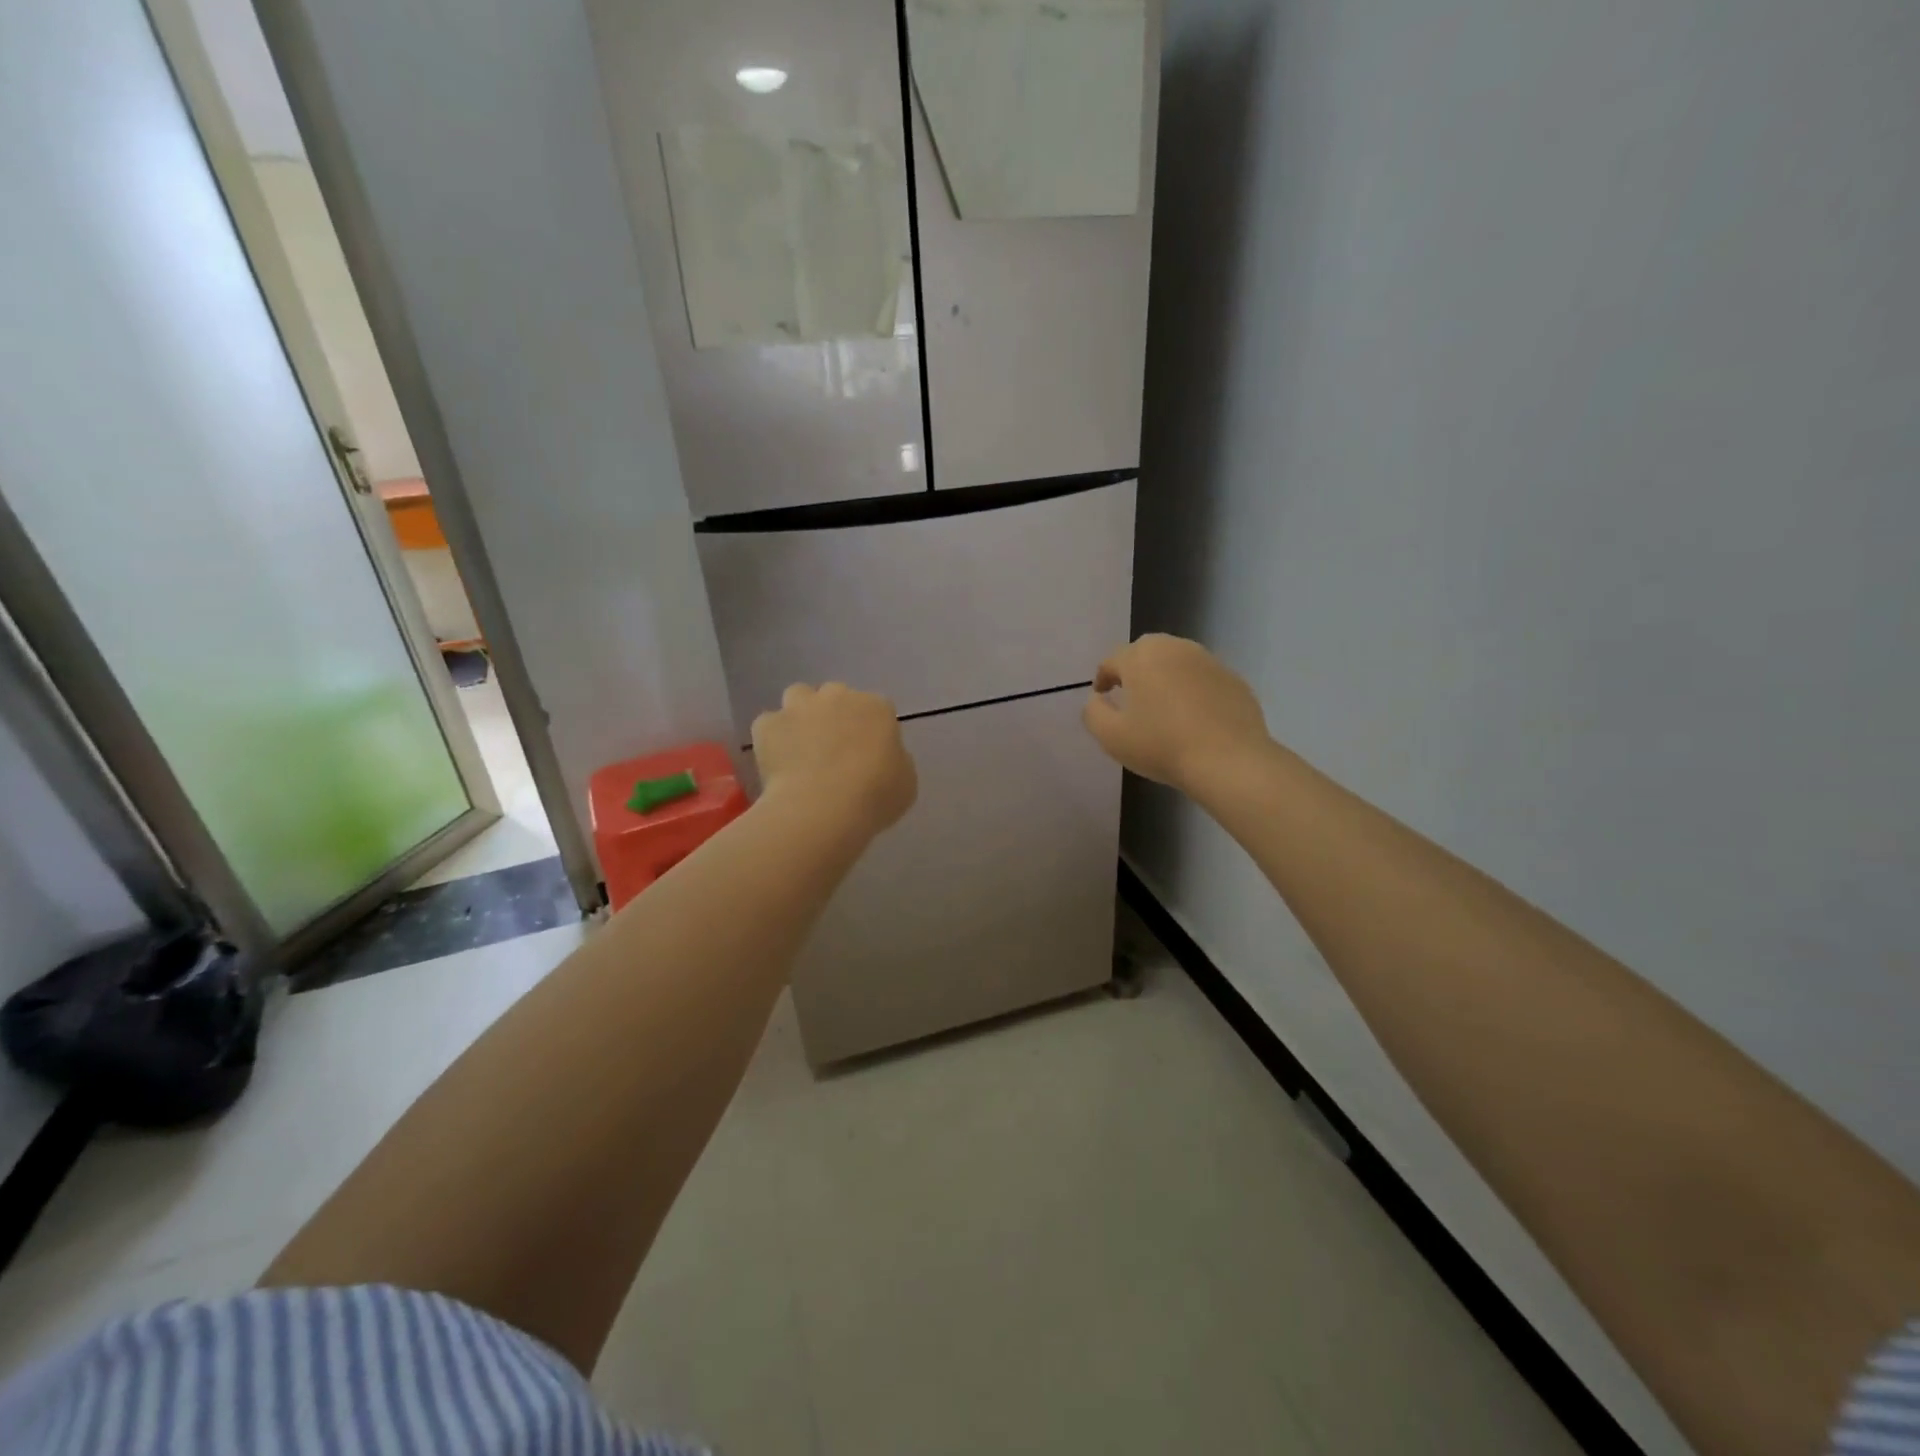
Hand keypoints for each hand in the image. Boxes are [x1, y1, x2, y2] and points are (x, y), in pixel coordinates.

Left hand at [752, 683, 917, 840]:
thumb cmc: (874, 796)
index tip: (867, 755)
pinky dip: (772, 739)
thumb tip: (881, 758)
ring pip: (799, 697)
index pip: (876, 709)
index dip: (870, 731)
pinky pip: (769, 725)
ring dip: (801, 715)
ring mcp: (800, 706)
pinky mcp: (768, 724)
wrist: (823, 808)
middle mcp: (838, 696)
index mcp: (877, 707)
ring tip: (800, 747)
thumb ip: (894, 760)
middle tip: (833, 749)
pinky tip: (777, 762)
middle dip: (834, 715)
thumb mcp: (905, 782)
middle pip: (836, 696)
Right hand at [1082, 634, 1269, 792]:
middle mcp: (1175, 648)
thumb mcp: (1111, 736)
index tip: (1101, 695)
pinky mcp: (1234, 679)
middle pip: (1147, 652)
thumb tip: (1097, 700)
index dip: (1103, 677)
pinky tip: (1193, 716)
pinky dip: (1192, 690)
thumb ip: (1093, 712)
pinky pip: (1203, 679)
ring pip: (1177, 662)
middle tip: (1130, 695)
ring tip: (1162, 704)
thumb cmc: (1162, 746)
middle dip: (1134, 669)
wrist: (1229, 761)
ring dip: (1165, 677)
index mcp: (1142, 657)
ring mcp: (1209, 661)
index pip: (1113, 660)